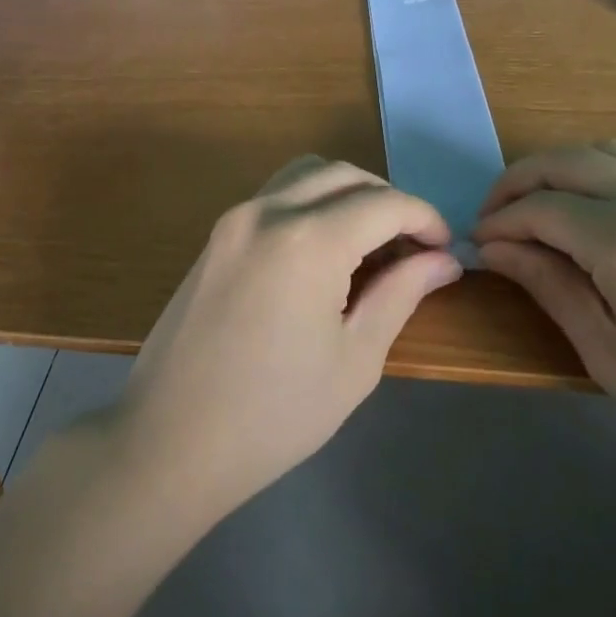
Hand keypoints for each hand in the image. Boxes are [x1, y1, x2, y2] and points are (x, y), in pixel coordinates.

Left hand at [113, 156, 462, 517]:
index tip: (445, 249)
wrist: (170, 441)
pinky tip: (325, 249)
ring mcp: (234, 218)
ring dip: (347, 193)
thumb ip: (400, 294)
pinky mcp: (216, 235)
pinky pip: (275, 196)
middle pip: (343, 175)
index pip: (383, 203)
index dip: (424, 219)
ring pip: (305, 175)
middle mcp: (267, 210)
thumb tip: (442, 261)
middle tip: (414, 246)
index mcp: (307, 239)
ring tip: (371, 243)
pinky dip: (311, 203)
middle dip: (388, 200)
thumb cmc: (274, 414)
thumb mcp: (354, 358)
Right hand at [475, 141, 615, 517]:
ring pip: (613, 153)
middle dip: (520, 180)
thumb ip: (550, 288)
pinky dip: (609, 182)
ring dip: (564, 169)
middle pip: (570, 160)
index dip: (500, 221)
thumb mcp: (613, 359)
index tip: (477, 243)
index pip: (540, 208)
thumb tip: (497, 249)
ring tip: (541, 205)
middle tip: (494, 213)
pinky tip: (609, 225)